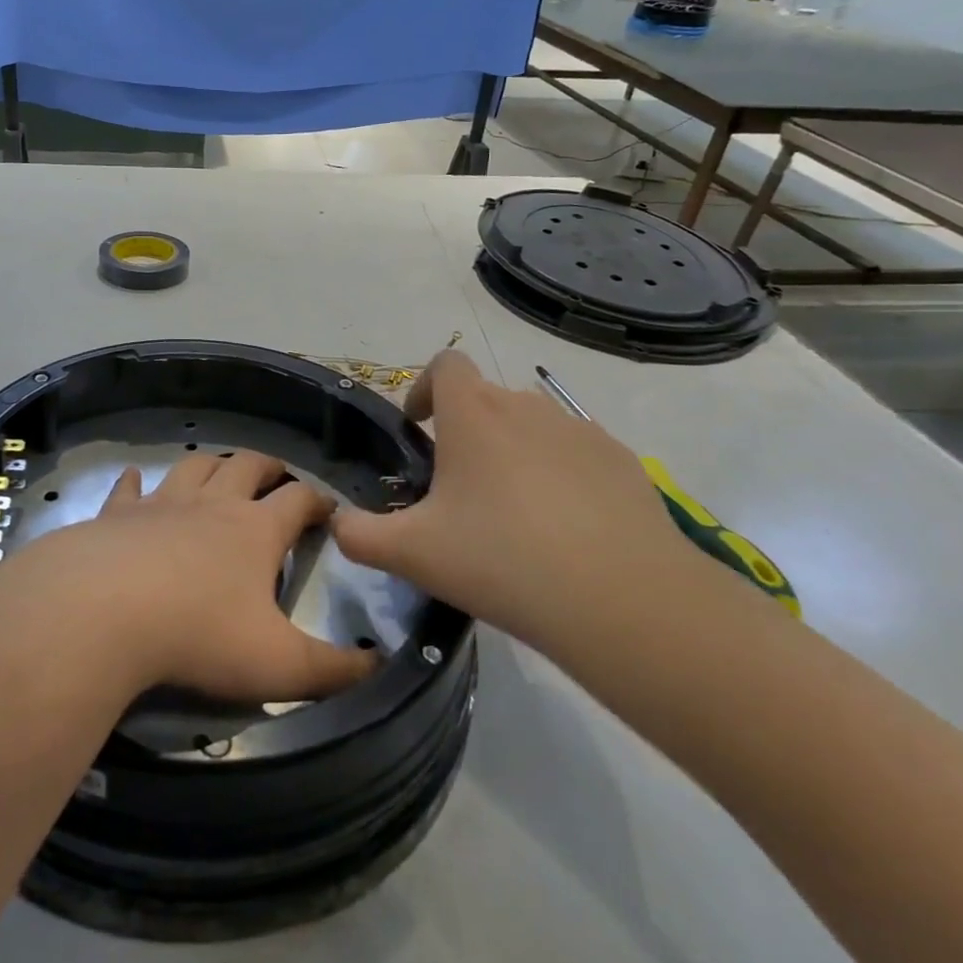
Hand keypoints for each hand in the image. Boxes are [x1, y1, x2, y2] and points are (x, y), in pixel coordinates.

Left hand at [0, 450, 376, 704]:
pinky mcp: (117, 514)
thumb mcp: (279, 665)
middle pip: (247, 466)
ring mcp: (161, 503)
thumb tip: (381, 666)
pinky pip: (129, 489)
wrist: (103, 611)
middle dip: (268, 467)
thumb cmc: (199, 635)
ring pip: (194, 466)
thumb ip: (334, 670)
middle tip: (277, 475)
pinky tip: (135, 481)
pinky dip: (136, 483)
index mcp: (255, 530)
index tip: (330, 508)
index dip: (318, 500)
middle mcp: (212, 504)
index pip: (299, 500)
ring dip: (211, 464)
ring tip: (219, 470)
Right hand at [332, 350, 681, 643]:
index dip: (424, 387)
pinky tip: (566, 529)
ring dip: (514, 451)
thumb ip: (359, 536)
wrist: (622, 598)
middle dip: (466, 431)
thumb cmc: (501, 559)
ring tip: (513, 512)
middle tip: (459, 491)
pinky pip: (577, 454)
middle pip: (487, 398)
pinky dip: (561, 475)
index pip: (445, 364)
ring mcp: (581, 431)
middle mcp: (526, 406)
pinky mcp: (623, 461)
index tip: (419, 430)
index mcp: (473, 414)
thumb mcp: (412, 554)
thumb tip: (339, 523)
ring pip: (533, 426)